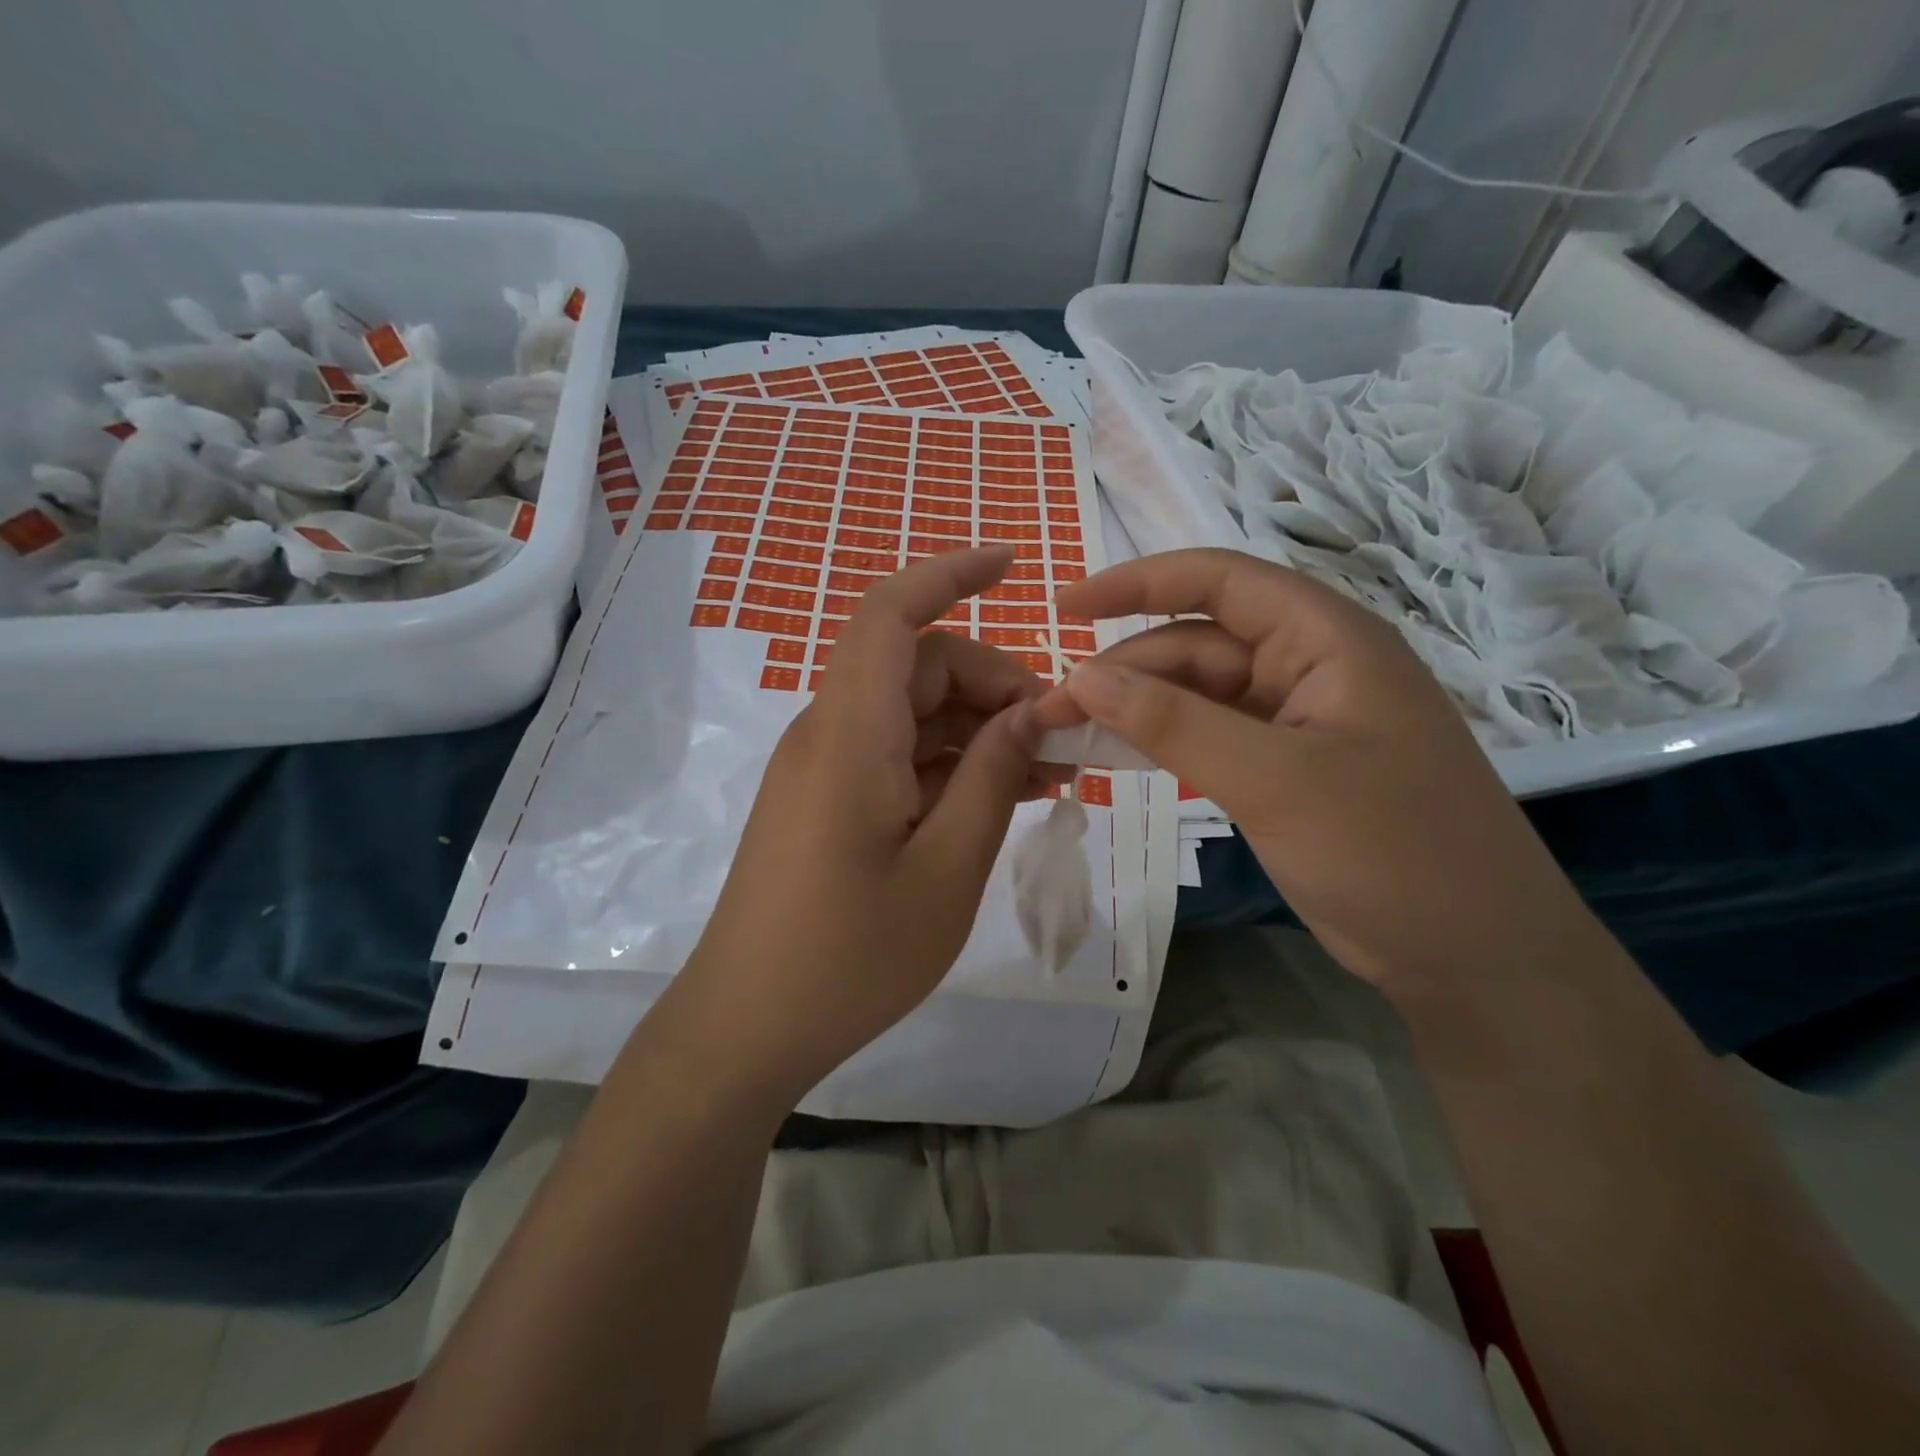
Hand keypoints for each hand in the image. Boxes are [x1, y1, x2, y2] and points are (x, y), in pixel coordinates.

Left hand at [671, 546, 1061, 1104]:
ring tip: (1048, 775)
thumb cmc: (849, 958)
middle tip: (1060, 740)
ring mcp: (824, 770)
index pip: (890, 616)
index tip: (1012, 563)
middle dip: (994, 684)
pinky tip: (1000, 797)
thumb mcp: (946, 872)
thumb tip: (1031, 713)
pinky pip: (895, 756)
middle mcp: (830, 735)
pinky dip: (949, 764)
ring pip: (911, 714)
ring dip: (979, 729)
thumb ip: (993, 780)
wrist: (747, 1029)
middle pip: (917, 668)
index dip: (948, 575)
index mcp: (850, 736)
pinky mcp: (826, 802)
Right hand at [1033, 548, 1598, 998]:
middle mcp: (1310, 666)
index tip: (1065, 606)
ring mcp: (1297, 721)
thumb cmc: (1391, 853)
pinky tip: (1118, 758)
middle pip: (1196, 644)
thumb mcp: (1275, 780)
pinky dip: (1162, 743)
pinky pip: (1209, 737)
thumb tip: (1081, 676)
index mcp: (1326, 638)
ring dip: (1135, 709)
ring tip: (1068, 734)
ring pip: (1197, 694)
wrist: (1476, 960)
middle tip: (1049, 712)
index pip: (1218, 581)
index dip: (1137, 582)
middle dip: (1122, 669)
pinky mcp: (1285, 768)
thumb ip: (1174, 723)